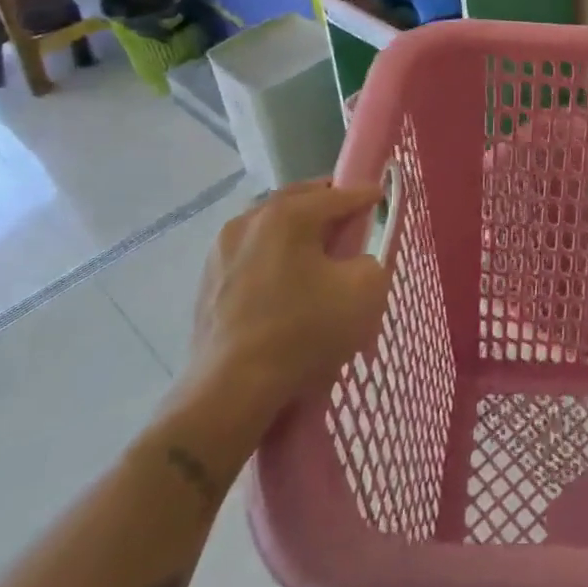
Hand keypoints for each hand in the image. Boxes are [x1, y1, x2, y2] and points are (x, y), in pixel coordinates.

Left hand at [148, 181, 391, 488]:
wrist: (231, 391)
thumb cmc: (304, 332)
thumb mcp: (365, 292)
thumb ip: (372, 261)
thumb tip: (355, 263)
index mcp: (288, 214)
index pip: (338, 195)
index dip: (364, 196)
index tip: (380, 196)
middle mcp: (250, 219)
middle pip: (298, 202)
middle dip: (326, 206)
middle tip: (349, 220)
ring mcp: (222, 251)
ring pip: (270, 227)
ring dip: (295, 232)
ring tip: (315, 252)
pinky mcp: (207, 283)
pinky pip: (250, 256)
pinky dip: (272, 258)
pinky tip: (284, 283)